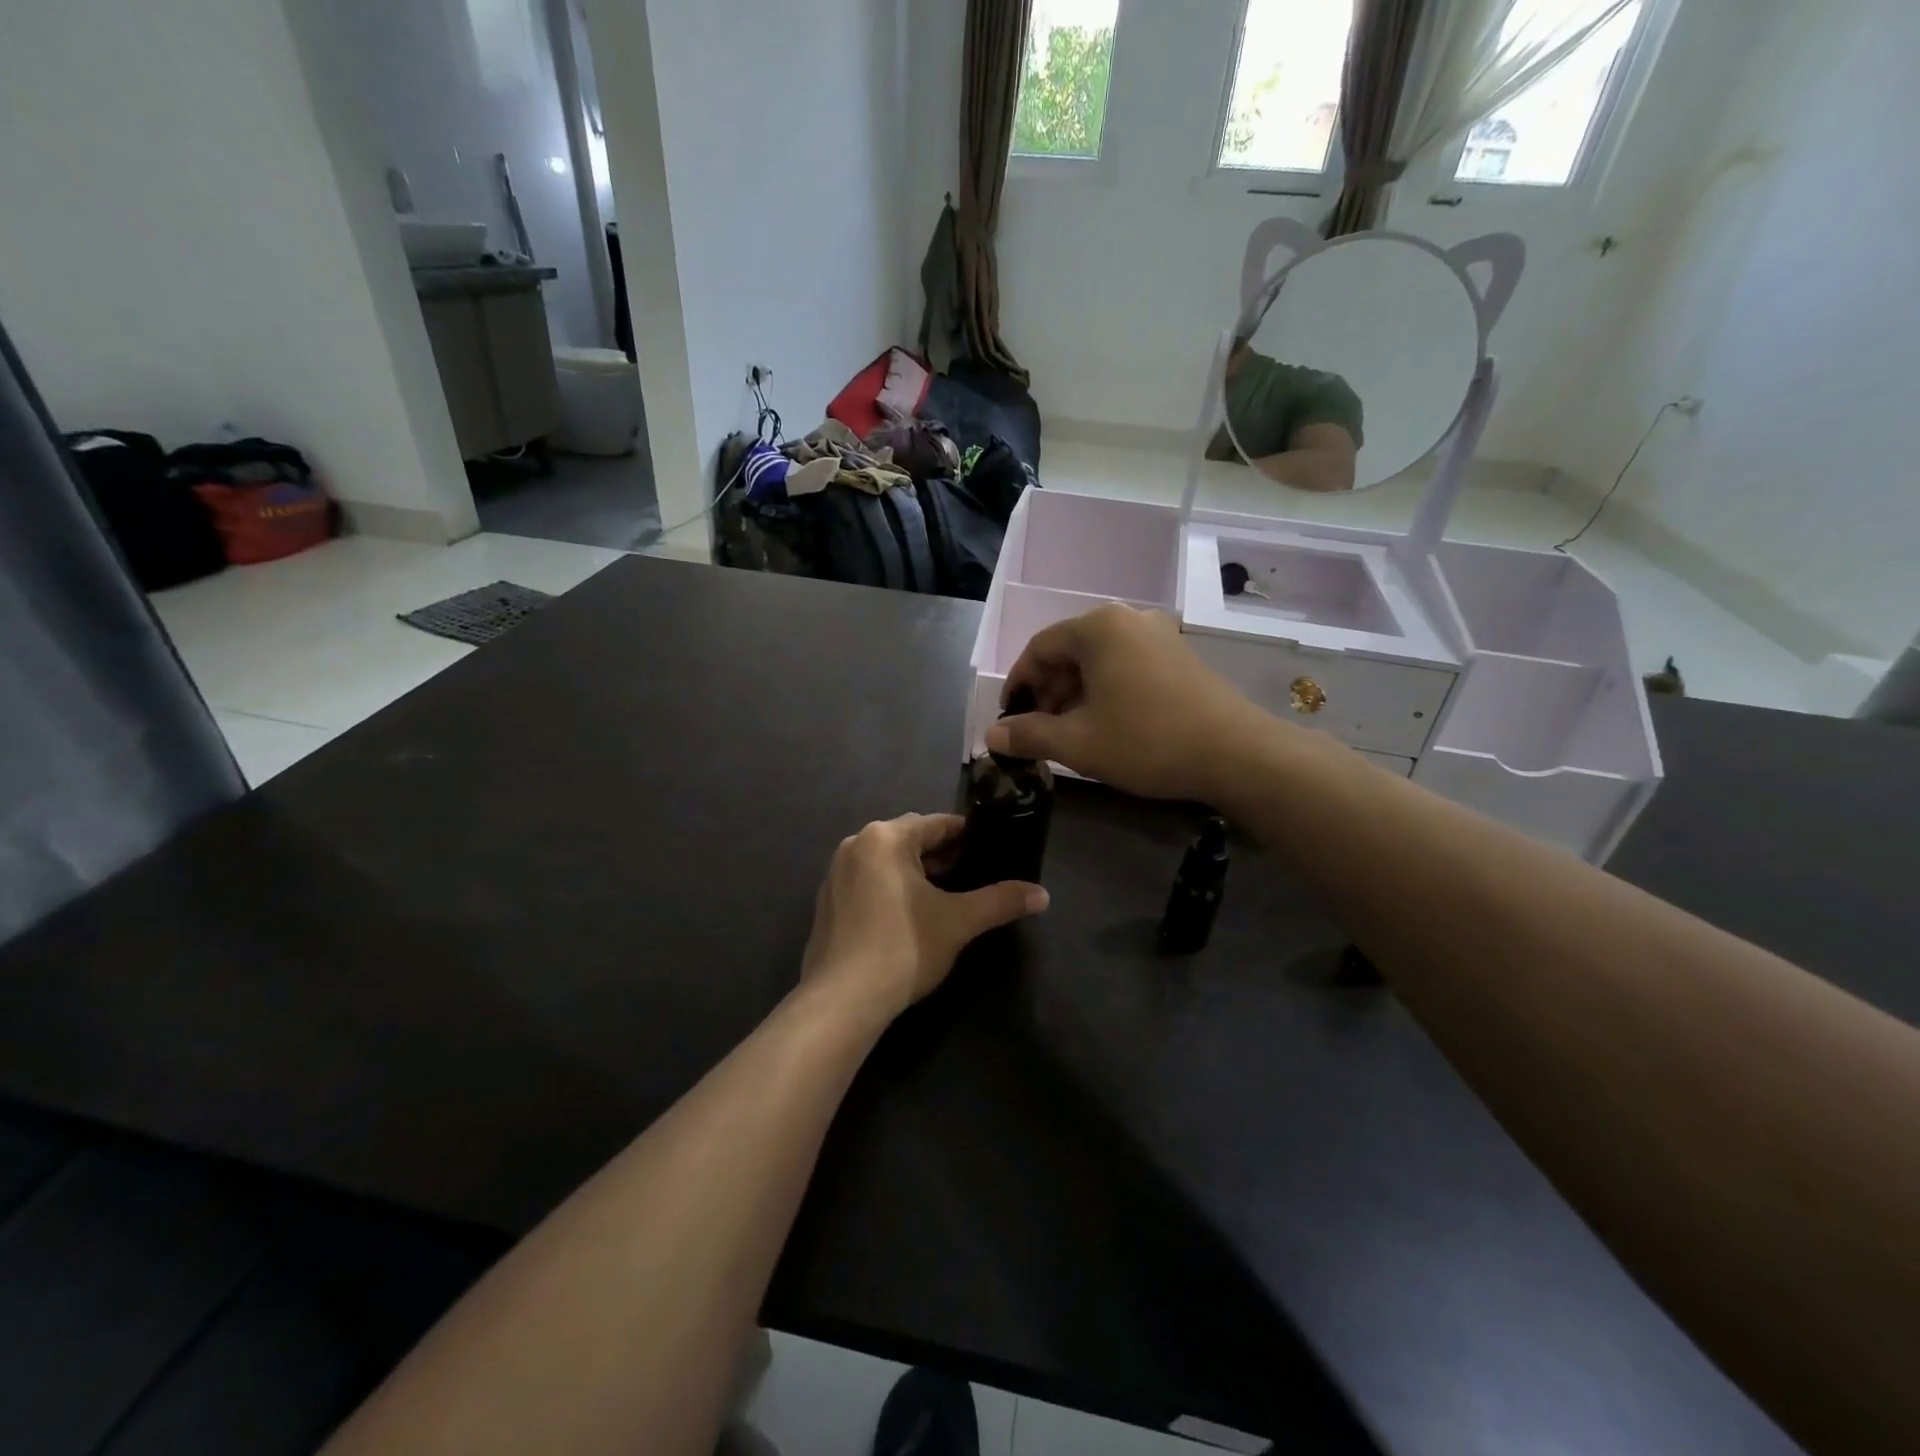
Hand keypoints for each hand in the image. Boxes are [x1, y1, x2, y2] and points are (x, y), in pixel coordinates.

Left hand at [801, 814, 1048, 1022]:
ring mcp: (836, 874)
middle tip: (976, 874)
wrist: (842, 1001)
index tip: (992, 849)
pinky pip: (869, 882)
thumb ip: (1001, 901)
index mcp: (885, 837)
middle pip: (911, 839)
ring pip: (889, 862)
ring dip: (918, 872)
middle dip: (943, 855)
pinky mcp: (828, 903)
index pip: (937, 823)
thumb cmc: (903, 947)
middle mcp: (856, 845)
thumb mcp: (959, 921)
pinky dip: (893, 889)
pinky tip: (912, 916)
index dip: (968, 835)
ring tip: (949, 895)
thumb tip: (1043, 895)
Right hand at [988, 604, 1274, 803]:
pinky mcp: (1180, 656)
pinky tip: (1107, 725)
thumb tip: (991, 736)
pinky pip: (1127, 666)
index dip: (1018, 685)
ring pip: (1099, 661)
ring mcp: (1159, 635)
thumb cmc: (1147, 740)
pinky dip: (1106, 691)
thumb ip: (1029, 735)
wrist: (1236, 753)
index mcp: (1099, 627)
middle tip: (1039, 731)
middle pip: (1070, 651)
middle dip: (1048, 692)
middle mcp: (1128, 619)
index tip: (1009, 719)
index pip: (1039, 648)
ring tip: (1070, 734)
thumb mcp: (1078, 743)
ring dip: (1076, 695)